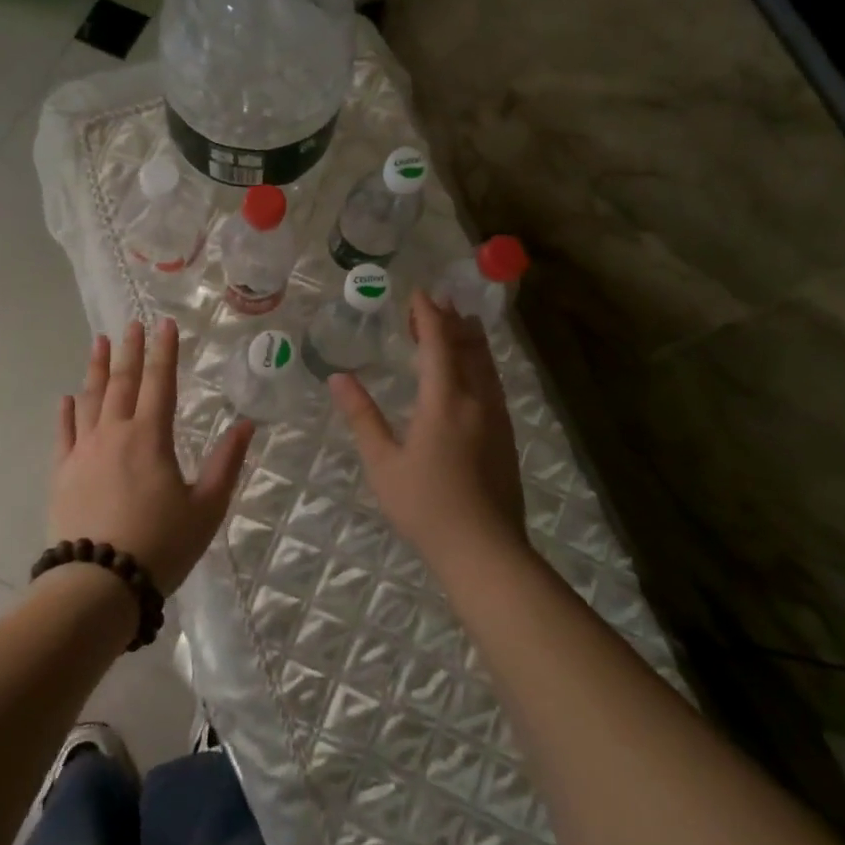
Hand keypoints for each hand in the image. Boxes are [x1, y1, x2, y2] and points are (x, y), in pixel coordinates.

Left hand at [49, 319, 255, 592]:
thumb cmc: (160, 545)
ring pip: (90, 399)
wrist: (99, 584)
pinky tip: (67, 397)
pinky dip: (67, 411)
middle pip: (122, 382)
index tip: (164, 324)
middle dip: (129, 350)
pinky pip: (64, 433)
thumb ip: (226, 463)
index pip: (160, 382)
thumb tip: (246, 424)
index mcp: (151, 437)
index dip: (163, 351)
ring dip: (95, 368)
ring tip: (98, 342)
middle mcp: (115, 433)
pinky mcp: (63, 473)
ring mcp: (84, 451)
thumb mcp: (206, 508)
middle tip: (131, 324)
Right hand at [331, 289, 528, 576]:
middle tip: (436, 303)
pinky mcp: (506, 437)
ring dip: (470, 339)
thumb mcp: (383, 463)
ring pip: (486, 364)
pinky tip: (474, 373)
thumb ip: (362, 417)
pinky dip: (481, 363)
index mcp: (445, 401)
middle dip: (452, 321)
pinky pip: (493, 383)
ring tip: (460, 323)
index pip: (438, 344)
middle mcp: (477, 400)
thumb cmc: (426, 506)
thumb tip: (338, 378)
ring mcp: (497, 418)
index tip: (418, 294)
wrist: (485, 550)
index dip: (428, 315)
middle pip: (468, 347)